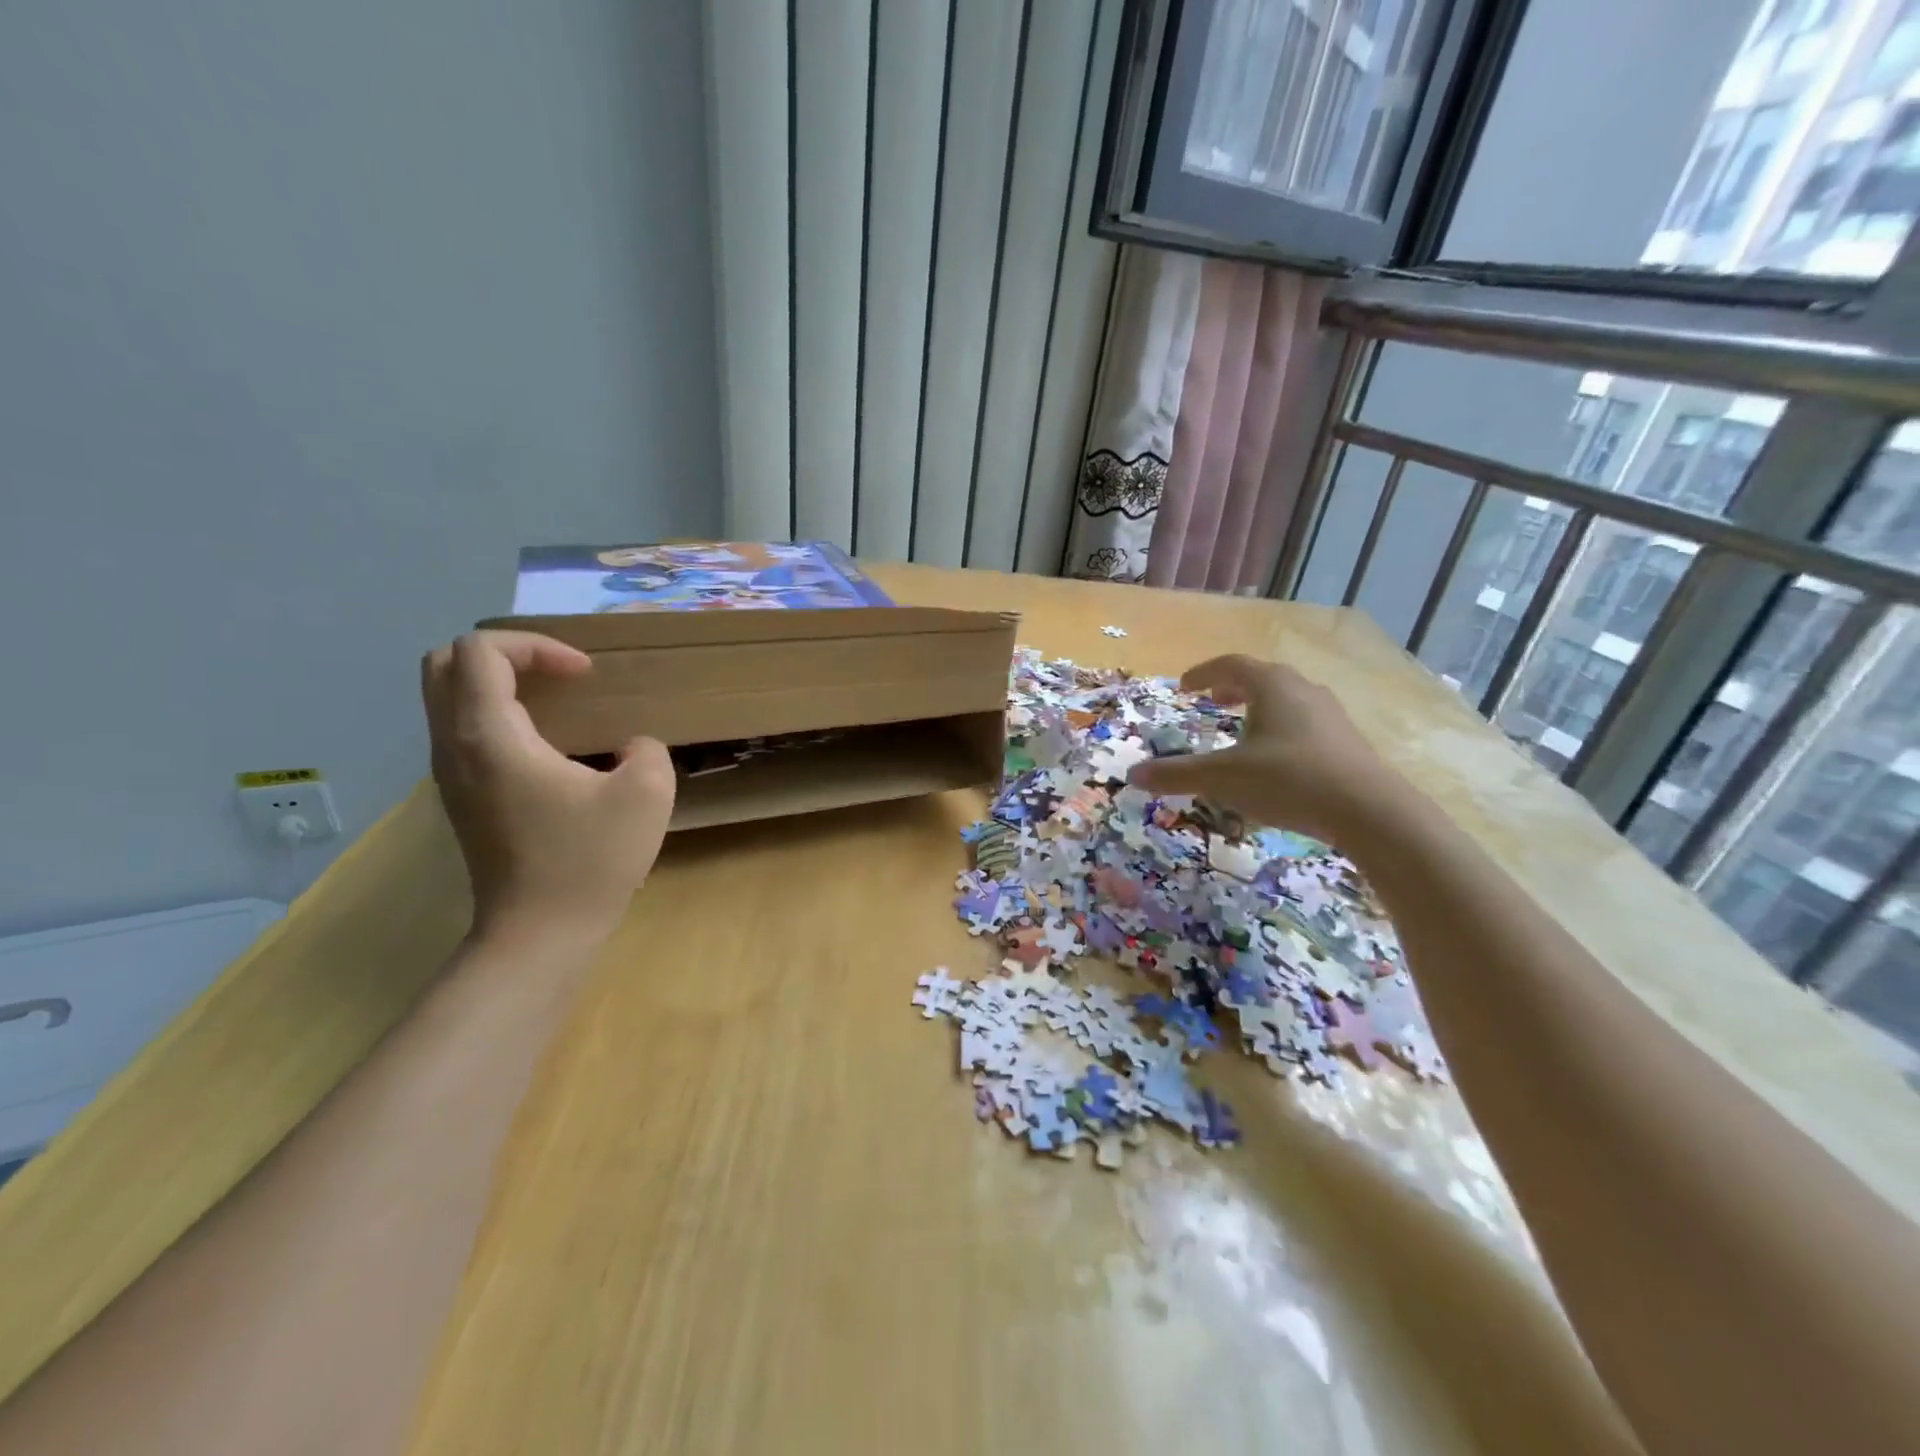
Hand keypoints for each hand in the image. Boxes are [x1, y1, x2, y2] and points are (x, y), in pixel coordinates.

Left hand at [422, 630, 674, 946]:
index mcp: (490, 737)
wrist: (539, 934)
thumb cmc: (589, 862)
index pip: (481, 651)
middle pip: (444, 664)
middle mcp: (454, 747)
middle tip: (559, 675)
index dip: (536, 646)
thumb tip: (629, 748)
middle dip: (506, 654)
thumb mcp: (647, 795)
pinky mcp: (460, 797)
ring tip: (556, 702)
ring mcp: (449, 774)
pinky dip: (496, 714)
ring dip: (498, 683)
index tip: (585, 675)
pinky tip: (546, 743)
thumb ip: (646, 750)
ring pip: (447, 697)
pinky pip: (461, 729)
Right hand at [1126, 654, 1398, 845]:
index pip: (1231, 664)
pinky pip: (1305, 722)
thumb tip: (1133, 774)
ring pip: (1287, 700)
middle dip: (1232, 687)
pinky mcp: (1347, 742)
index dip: (1203, 673)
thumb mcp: (1223, 778)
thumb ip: (1177, 774)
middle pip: (1263, 677)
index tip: (1185, 687)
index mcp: (1272, 686)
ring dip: (1259, 707)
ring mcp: (1330, 715)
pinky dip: (1281, 728)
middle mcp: (1303, 691)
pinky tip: (1275, 759)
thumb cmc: (1288, 780)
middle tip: (1212, 700)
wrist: (1368, 810)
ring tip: (1242, 728)